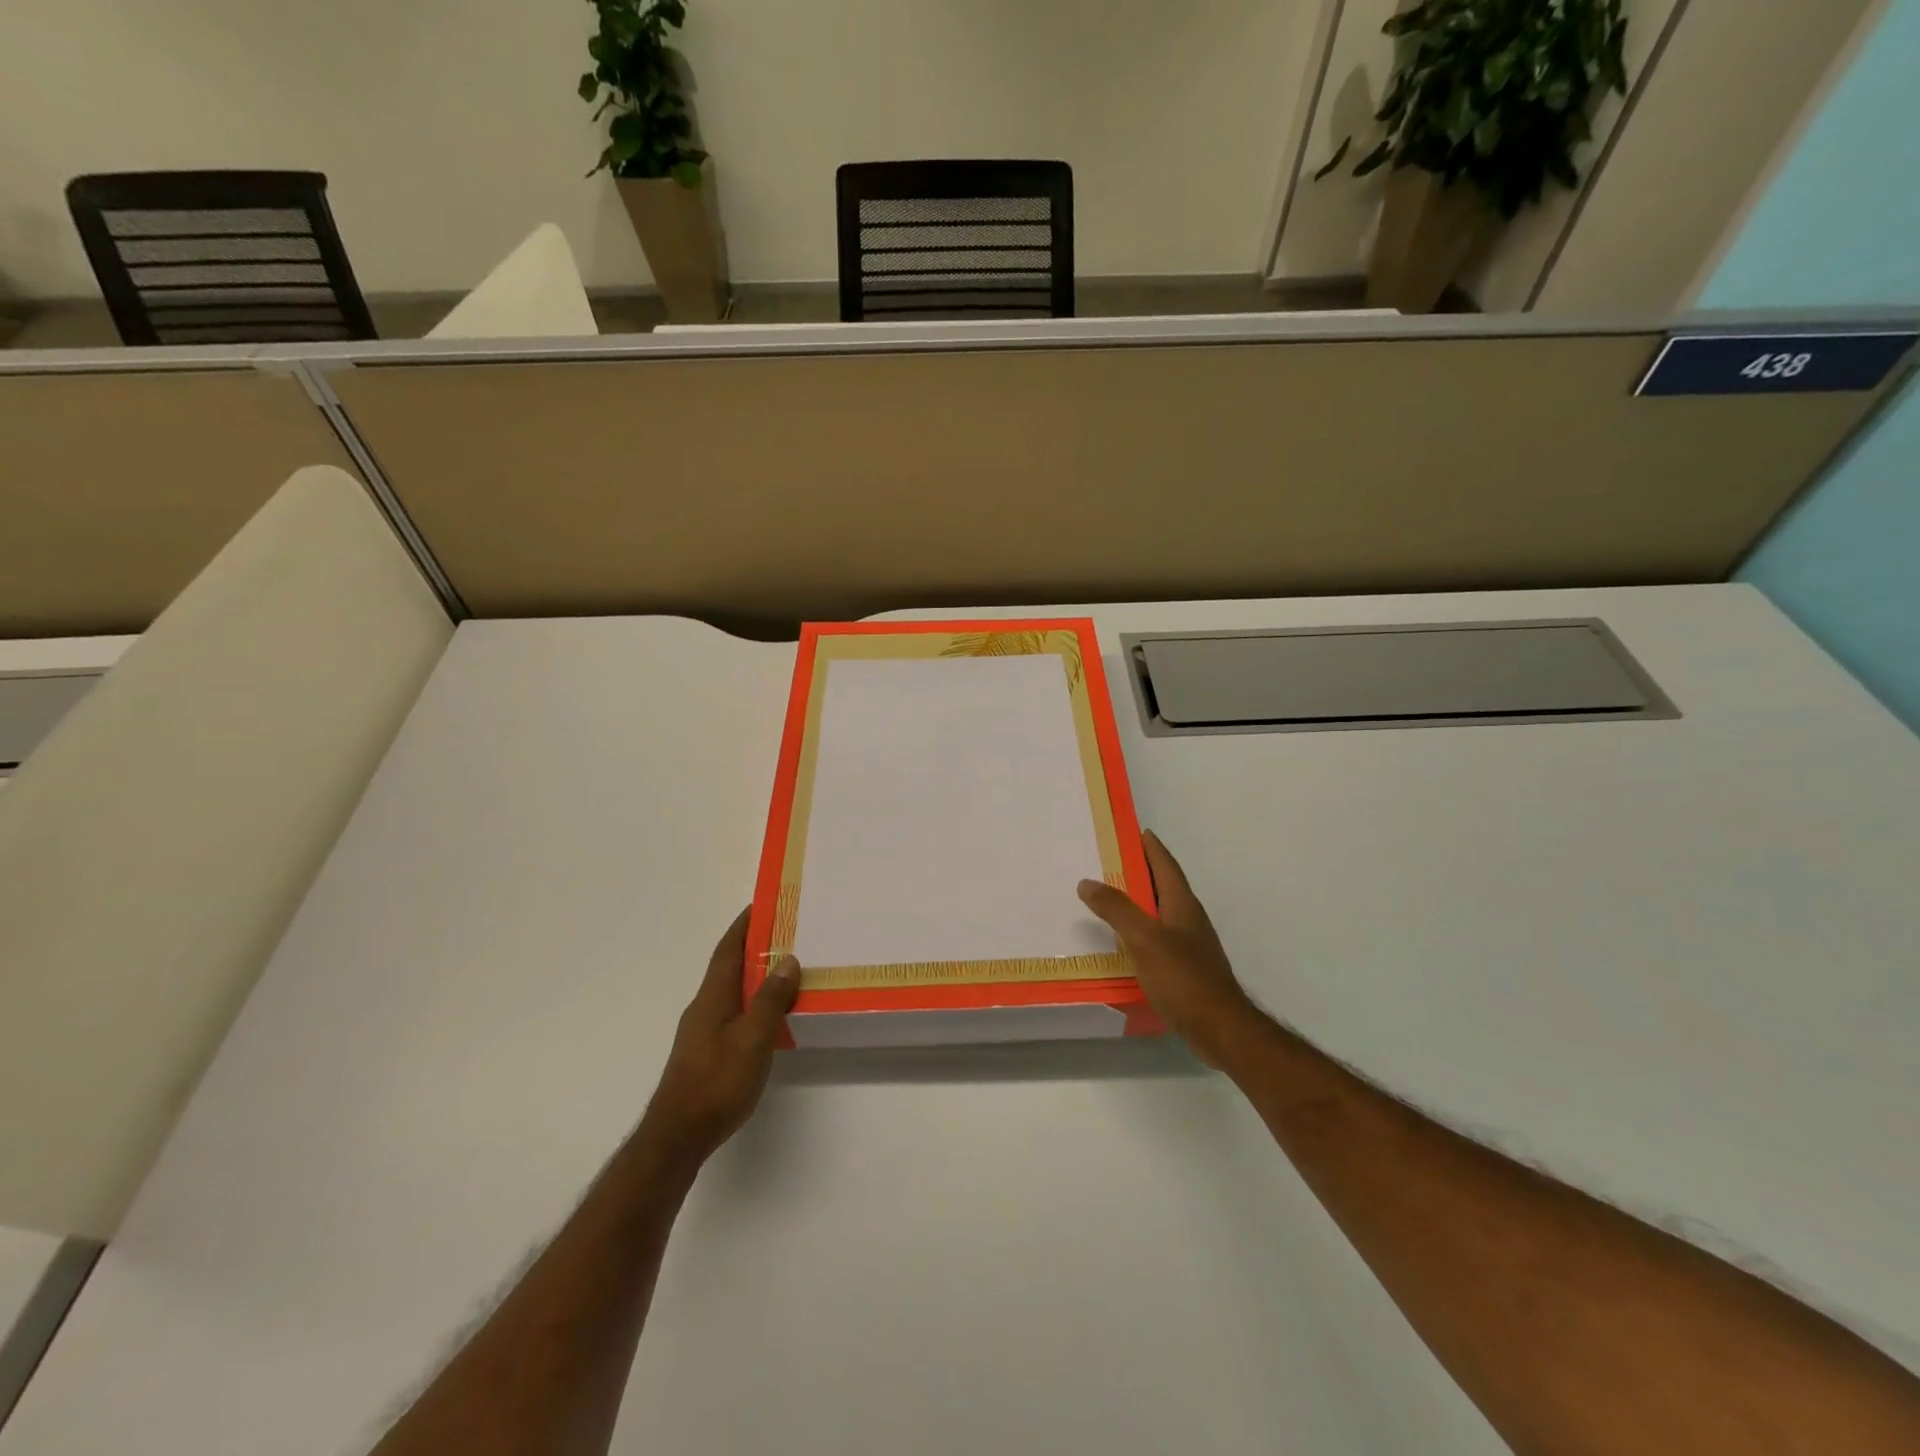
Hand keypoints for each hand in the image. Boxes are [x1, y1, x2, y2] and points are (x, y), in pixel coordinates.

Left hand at [642, 908, 800, 1163]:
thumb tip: (788, 959)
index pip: (728, 949)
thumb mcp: (753, 1040)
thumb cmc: (716, 1083)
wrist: (677, 1137)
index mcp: (713, 997)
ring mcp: (703, 1030)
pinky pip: (734, 1011)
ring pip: (732, 990)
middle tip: (787, 932)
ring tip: (786, 968)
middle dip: (754, 946)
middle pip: (729, 966)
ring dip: (755, 974)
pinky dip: (753, 1000)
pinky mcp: (707, 1051)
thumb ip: (770, 1000)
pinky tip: (771, 1014)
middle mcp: (704, 1007)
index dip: (744, 925)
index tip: (763, 903)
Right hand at [1078, 831, 1263, 1068]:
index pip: (1165, 865)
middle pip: (1162, 886)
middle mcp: (1188, 919)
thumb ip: (1116, 909)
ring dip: (1136, 902)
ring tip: (1107, 899)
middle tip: (1108, 861)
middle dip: (1138, 871)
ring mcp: (1188, 945)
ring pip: (1158, 913)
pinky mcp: (1184, 969)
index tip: (1134, 831)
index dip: (1150, 847)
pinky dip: (1138, 931)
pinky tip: (1121, 942)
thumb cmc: (1183, 978)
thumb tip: (1087, 881)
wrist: (1219, 1028)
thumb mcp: (1144, 938)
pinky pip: (1156, 938)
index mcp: (1182, 904)